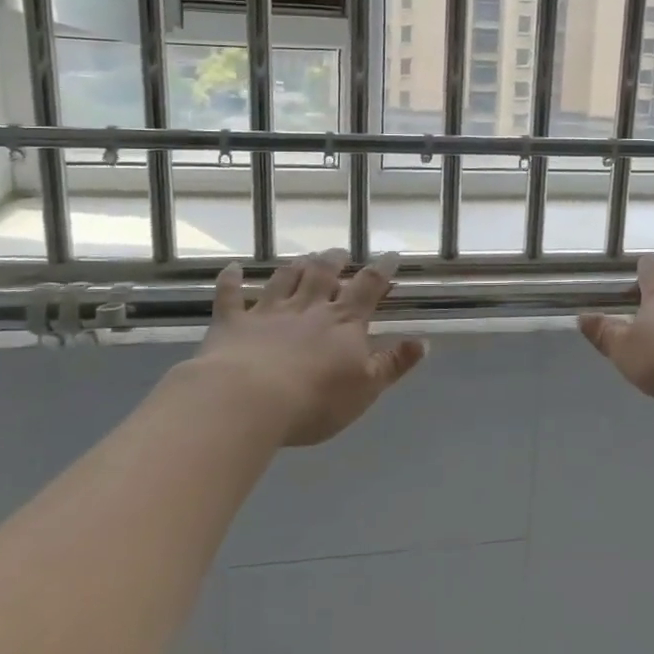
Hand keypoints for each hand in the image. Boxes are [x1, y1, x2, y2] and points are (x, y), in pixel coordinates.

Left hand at [192, 250, 426, 445]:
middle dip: (334, 260)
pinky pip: (230, 296)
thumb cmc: (315, 400)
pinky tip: (233, 268)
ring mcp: (268, 312)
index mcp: (343, 322)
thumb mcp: (366, 388)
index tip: (390, 255)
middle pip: (323, 274)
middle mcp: (308, 307)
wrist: (247, 401)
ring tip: (303, 258)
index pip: (368, 287)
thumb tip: (423, 342)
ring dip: (295, 266)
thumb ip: (393, 364)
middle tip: (339, 252)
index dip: (381, 269)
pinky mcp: (232, 323)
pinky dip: (231, 280)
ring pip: (285, 279)